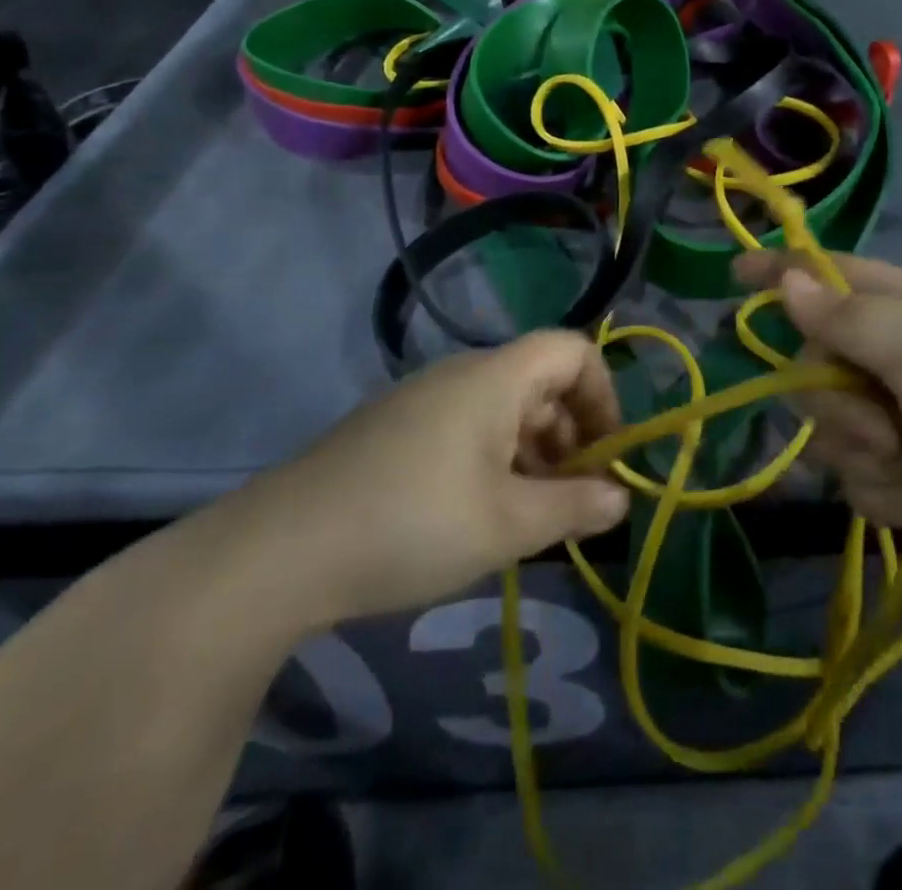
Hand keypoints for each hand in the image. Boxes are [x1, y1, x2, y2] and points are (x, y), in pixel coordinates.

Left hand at [198, 332, 629, 634]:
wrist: (280, 551)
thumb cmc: (413, 524)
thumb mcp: (508, 524)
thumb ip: (575, 506)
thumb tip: (621, 497)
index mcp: (495, 377)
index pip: (574, 350)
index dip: (604, 396)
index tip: (605, 457)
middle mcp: (462, 374)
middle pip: (541, 382)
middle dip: (571, 436)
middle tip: (573, 500)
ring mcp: (423, 400)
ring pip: (504, 409)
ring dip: (534, 454)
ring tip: (530, 518)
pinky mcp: (395, 429)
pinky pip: (467, 428)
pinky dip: (494, 461)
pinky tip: (480, 516)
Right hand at [734, 252, 901, 586]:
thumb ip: (846, 316)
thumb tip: (787, 279)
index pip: (834, 277)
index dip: (785, 273)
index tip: (734, 273)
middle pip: (818, 366)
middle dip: (838, 401)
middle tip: (882, 421)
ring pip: (833, 432)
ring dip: (874, 455)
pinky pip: (863, 485)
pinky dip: (900, 497)